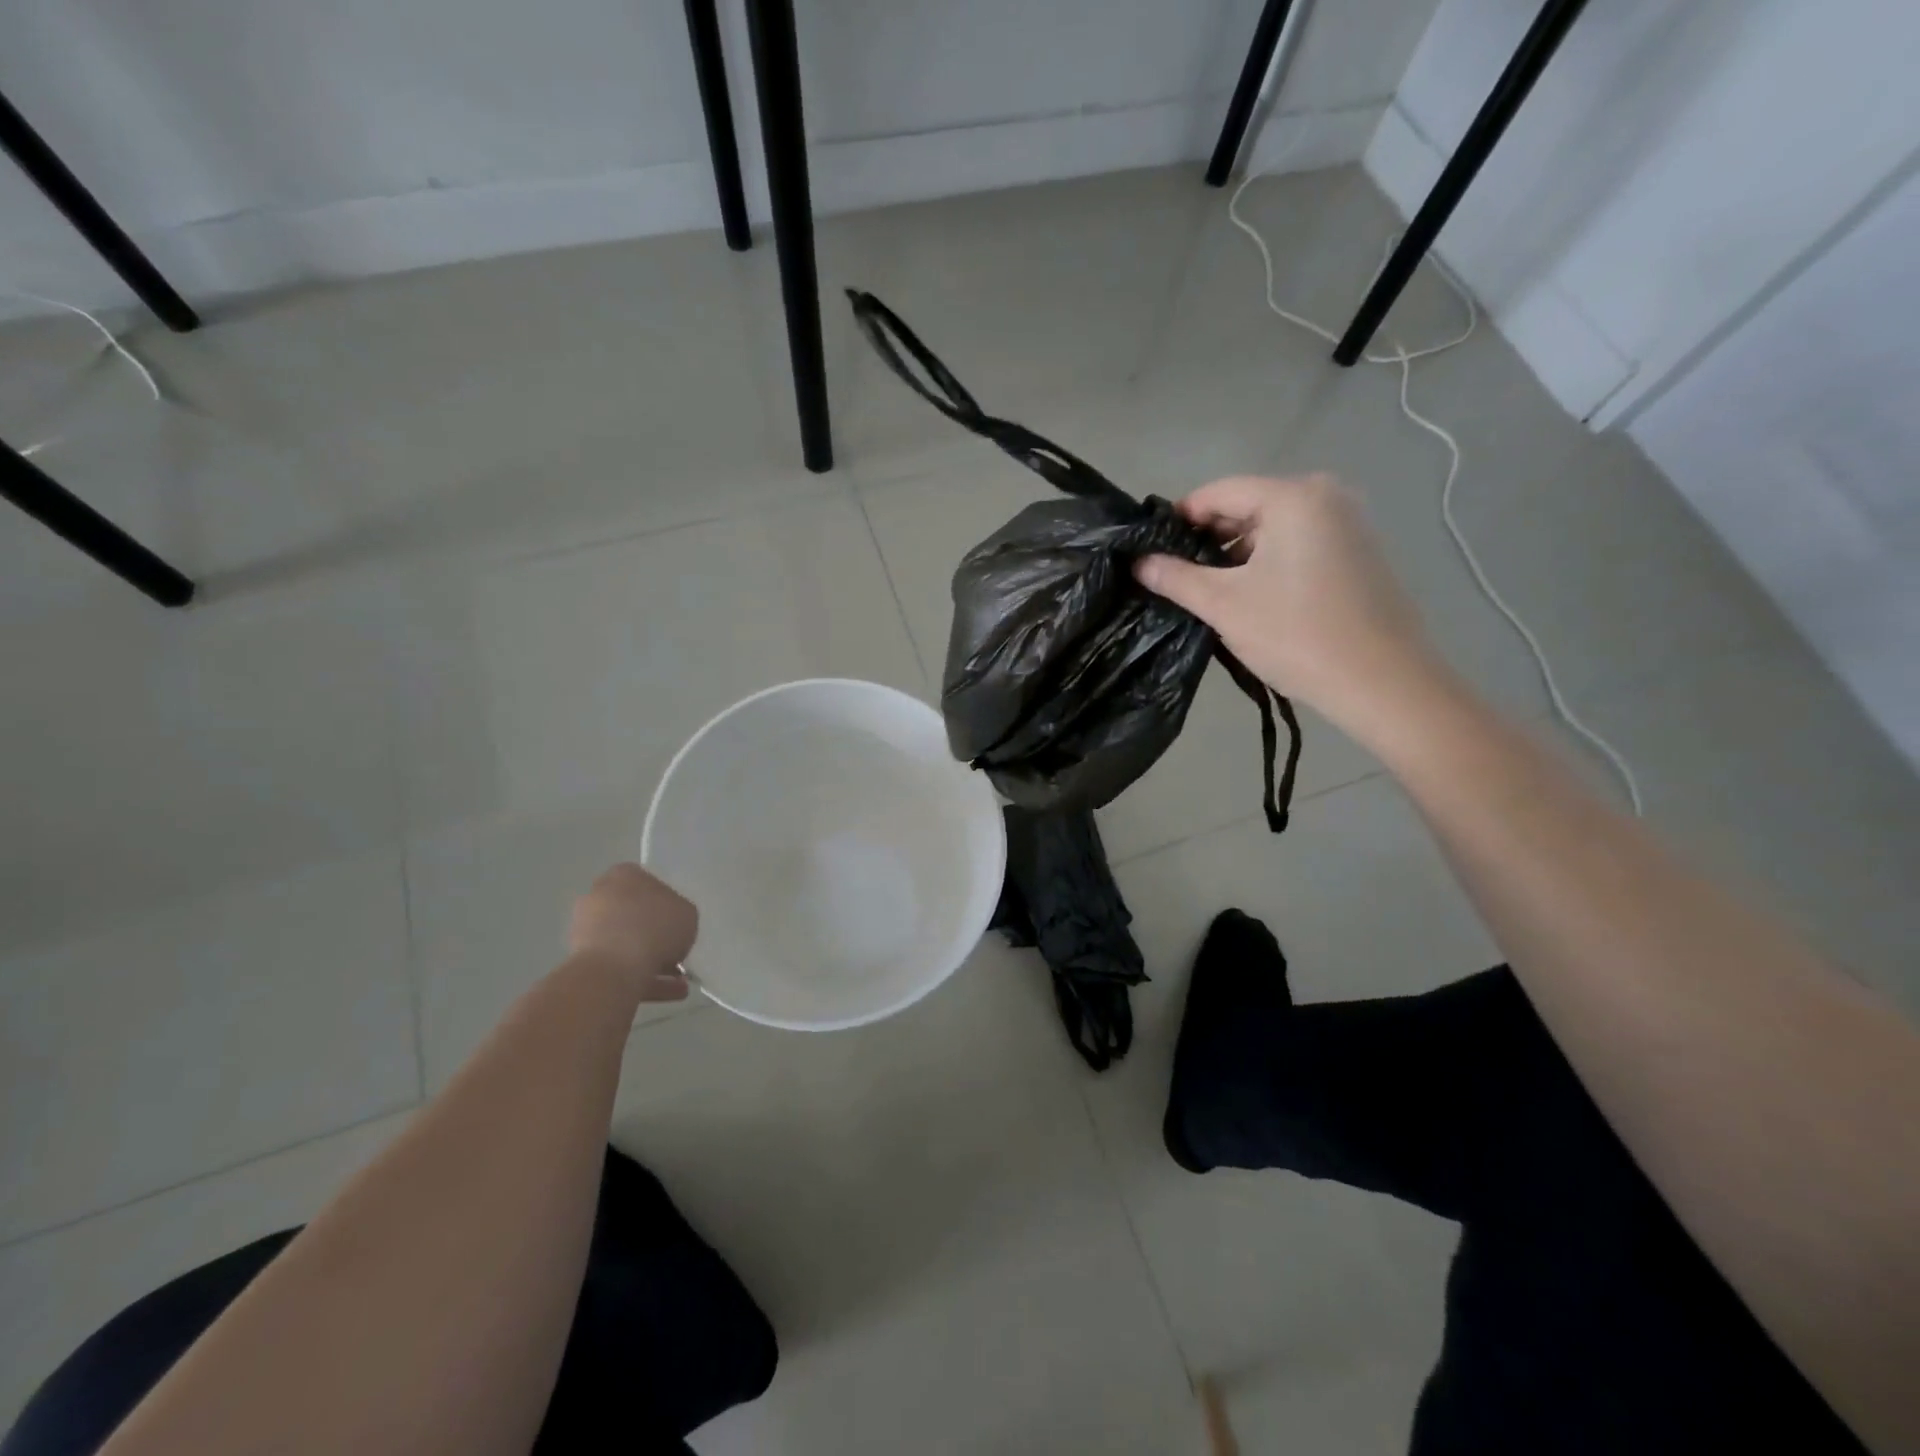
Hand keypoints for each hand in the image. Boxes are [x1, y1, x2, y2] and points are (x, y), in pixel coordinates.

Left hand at [568, 863, 696, 1000]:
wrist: (613, 968)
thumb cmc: (655, 927)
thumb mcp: (687, 914)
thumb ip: (680, 916)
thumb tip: (670, 929)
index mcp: (623, 875)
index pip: (647, 883)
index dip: (667, 904)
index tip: (678, 923)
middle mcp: (600, 897)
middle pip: (634, 914)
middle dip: (655, 935)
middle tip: (678, 952)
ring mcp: (586, 930)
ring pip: (626, 944)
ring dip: (653, 961)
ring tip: (680, 982)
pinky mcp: (583, 962)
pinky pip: (620, 968)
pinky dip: (643, 979)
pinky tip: (670, 992)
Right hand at [1135, 474, 1445, 734]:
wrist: (1383, 682)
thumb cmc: (1298, 634)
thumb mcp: (1224, 605)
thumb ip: (1176, 578)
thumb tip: (1139, 563)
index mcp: (1294, 496)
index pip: (1219, 491)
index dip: (1179, 519)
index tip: (1153, 551)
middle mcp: (1327, 495)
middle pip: (1248, 506)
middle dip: (1209, 540)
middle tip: (1177, 579)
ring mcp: (1350, 523)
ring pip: (1273, 529)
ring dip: (1237, 556)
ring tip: (1211, 594)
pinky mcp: (1360, 552)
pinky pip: (1299, 544)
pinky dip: (1269, 564)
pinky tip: (1254, 599)